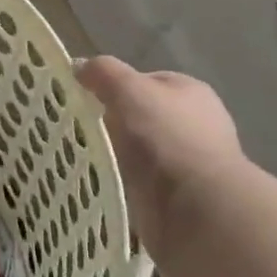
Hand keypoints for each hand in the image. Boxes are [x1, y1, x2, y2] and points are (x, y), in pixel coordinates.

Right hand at [75, 57, 244, 237]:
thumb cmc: (165, 137)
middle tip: (81, 129)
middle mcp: (196, 125)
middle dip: (114, 123)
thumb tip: (80, 67)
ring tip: (87, 158)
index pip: (147, 80)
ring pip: (140, 151)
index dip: (116, 86)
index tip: (87, 99)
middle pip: (142, 116)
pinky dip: (124, 183)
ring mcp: (190, 163)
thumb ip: (103, 72)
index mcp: (191, 92)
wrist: (196, 209)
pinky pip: (142, 183)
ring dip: (118, 156)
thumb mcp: (128, 88)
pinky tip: (105, 184)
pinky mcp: (181, 198)